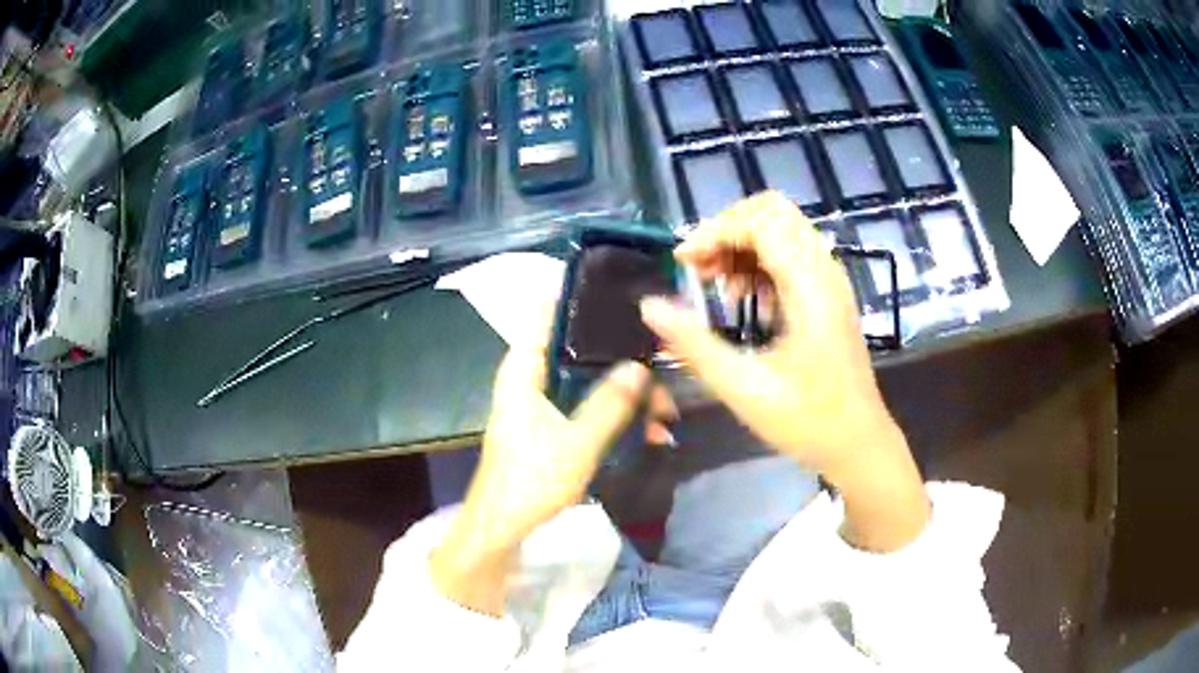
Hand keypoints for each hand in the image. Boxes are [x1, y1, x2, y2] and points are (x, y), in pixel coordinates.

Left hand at [431, 308, 649, 615]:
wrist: (502, 528)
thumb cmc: (531, 480)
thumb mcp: (578, 442)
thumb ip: (610, 403)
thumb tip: (640, 365)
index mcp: (523, 371)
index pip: (546, 315)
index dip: (580, 300)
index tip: (620, 295)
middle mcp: (529, 380)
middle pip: (577, 352)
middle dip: (620, 359)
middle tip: (661, 366)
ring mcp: (539, 405)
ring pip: (587, 384)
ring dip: (624, 395)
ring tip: (665, 412)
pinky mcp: (548, 428)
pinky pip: (585, 410)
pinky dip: (612, 417)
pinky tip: (647, 434)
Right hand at [639, 191, 927, 551]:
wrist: (859, 443)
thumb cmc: (808, 422)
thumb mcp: (744, 388)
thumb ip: (694, 344)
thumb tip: (649, 306)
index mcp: (810, 286)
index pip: (760, 221)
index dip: (715, 232)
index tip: (683, 265)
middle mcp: (824, 271)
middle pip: (773, 212)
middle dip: (728, 231)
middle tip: (700, 270)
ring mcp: (830, 281)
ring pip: (782, 229)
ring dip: (742, 246)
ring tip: (717, 287)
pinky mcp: (828, 295)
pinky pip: (791, 254)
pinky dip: (760, 263)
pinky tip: (745, 300)